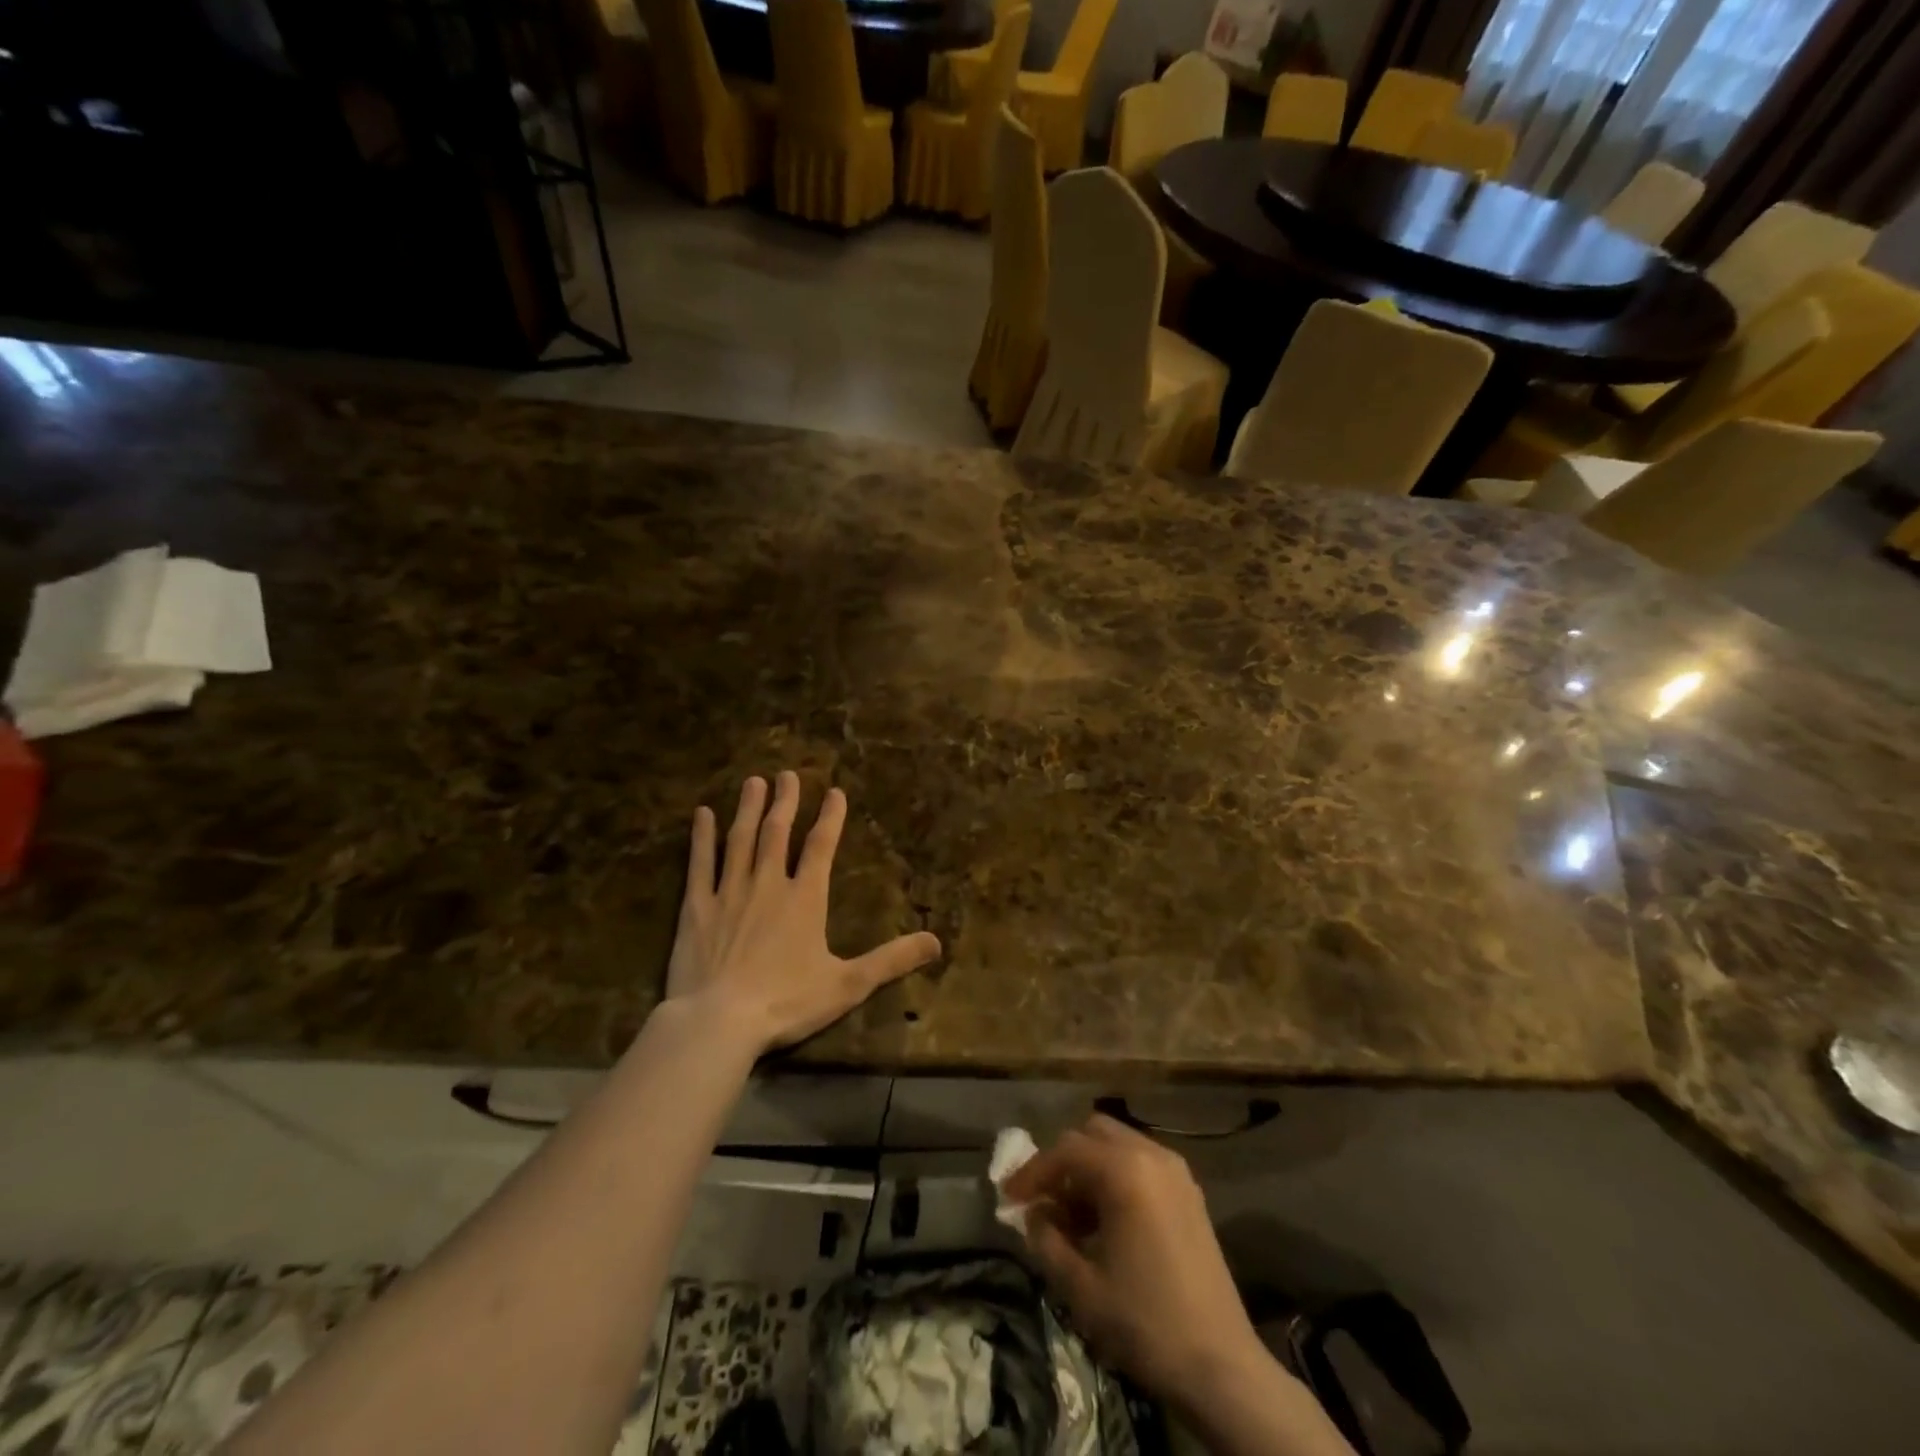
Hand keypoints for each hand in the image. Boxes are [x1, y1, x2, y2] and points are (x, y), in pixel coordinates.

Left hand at [665, 772, 941, 1054]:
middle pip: (777, 833)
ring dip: (748, 809)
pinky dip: (701, 837)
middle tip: (788, 774)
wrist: (718, 1021)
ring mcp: (729, 892)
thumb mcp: (848, 984)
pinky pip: (699, 864)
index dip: (830, 817)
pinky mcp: (696, 908)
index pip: (821, 846)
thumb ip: (891, 960)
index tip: (834, 791)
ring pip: (740, 840)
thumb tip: (937, 943)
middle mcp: (768, 884)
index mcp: (805, 898)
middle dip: (785, 801)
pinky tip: (702, 814)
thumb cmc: (786, 1002)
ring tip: (754, 781)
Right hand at [1005, 1114, 1262, 1400]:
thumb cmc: (1145, 1322)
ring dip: (1089, 1169)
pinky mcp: (1190, 1192)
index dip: (1032, 1172)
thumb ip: (1046, 1239)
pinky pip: (1141, 1163)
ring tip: (1073, 1216)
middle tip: (1043, 1201)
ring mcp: (1176, 1171)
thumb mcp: (1080, 1286)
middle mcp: (1151, 1155)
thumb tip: (1034, 1214)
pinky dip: (1116, 1177)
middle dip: (1062, 1162)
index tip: (1008, 1196)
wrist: (1221, 1366)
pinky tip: (1107, 1221)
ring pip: (1118, 1145)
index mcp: (1124, 1171)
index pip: (1064, 1151)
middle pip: (1092, 1134)